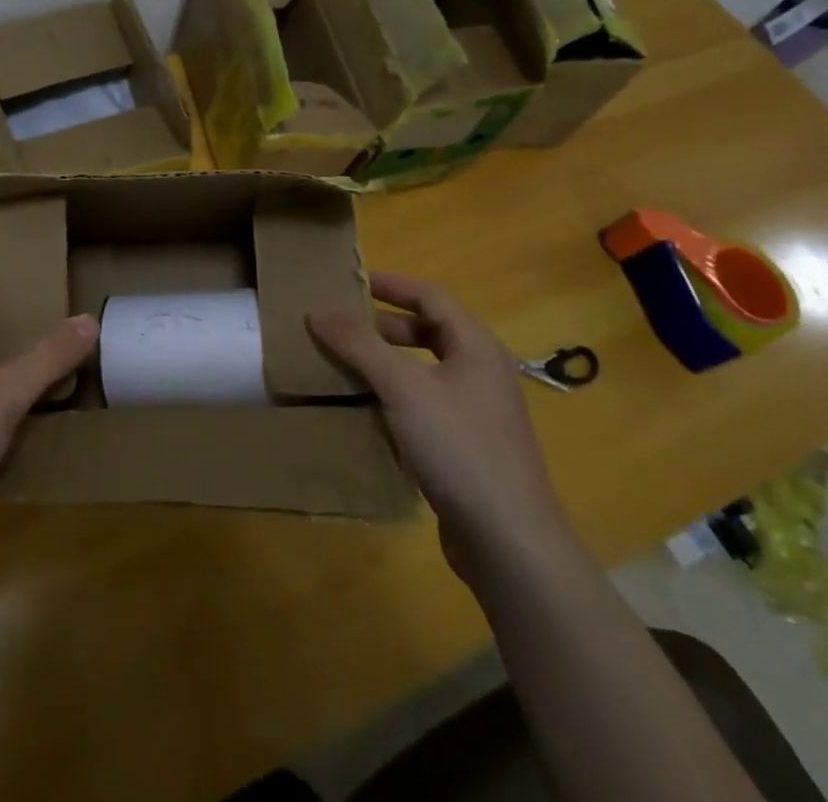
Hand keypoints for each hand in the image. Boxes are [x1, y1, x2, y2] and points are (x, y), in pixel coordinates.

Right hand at [309, 271, 573, 584]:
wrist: (509, 543)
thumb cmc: (459, 447)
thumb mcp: (402, 387)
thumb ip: (359, 344)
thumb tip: (318, 309)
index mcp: (476, 347)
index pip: (430, 297)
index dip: (391, 284)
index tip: (350, 283)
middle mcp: (481, 373)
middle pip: (429, 333)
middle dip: (383, 326)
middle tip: (341, 327)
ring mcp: (477, 414)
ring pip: (424, 372)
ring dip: (386, 364)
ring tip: (344, 366)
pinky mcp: (467, 449)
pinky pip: (425, 407)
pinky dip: (394, 399)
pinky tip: (366, 413)